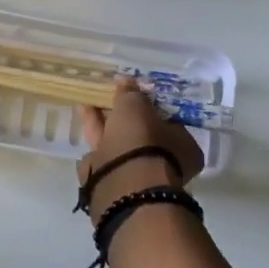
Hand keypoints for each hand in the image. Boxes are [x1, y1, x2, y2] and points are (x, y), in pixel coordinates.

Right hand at [77, 78, 204, 223]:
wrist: (122, 185)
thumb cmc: (142, 141)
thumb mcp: (136, 106)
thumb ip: (132, 93)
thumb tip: (127, 81)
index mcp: (184, 147)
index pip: (169, 120)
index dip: (151, 105)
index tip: (134, 93)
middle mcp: (165, 163)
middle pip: (142, 133)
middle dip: (124, 114)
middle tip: (109, 95)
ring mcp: (139, 176)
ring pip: (120, 143)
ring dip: (104, 122)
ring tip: (88, 101)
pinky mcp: (115, 183)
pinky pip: (104, 154)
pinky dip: (95, 136)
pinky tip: (84, 118)